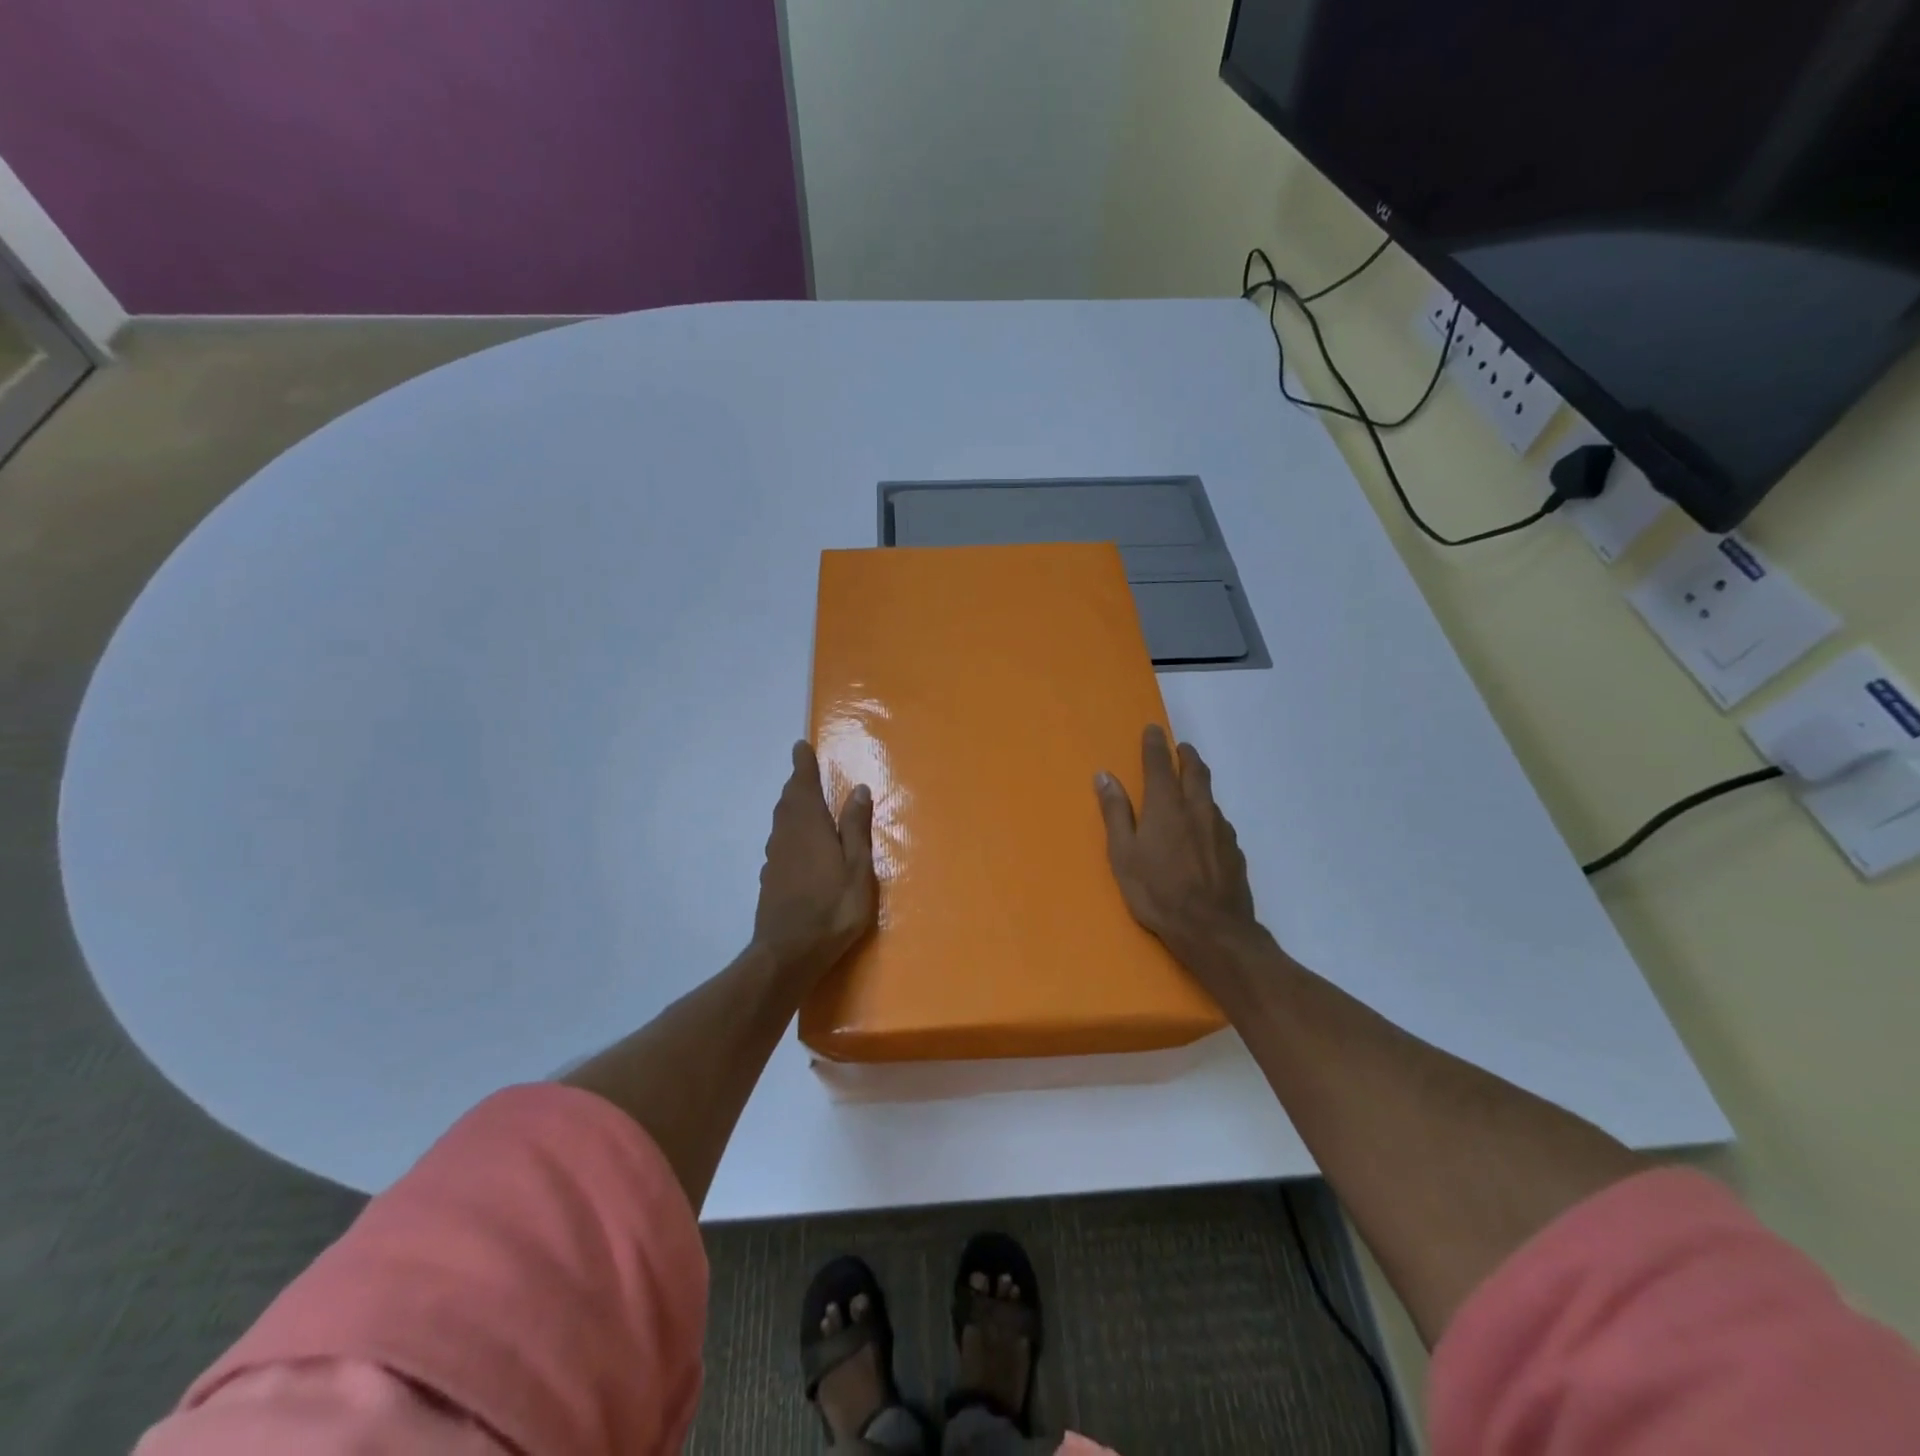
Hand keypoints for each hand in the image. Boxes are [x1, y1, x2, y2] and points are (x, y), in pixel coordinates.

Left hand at [753, 741, 877, 977]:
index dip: (803, 764)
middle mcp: (786, 834)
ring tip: (804, 801)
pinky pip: (780, 841)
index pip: (803, 784)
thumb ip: (855, 827)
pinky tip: (799, 843)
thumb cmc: (832, 907)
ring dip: (792, 806)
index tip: (801, 746)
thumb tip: (858, 789)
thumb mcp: (856, 866)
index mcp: (809, 825)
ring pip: (782, 821)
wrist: (788, 952)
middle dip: (798, 783)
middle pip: (789, 800)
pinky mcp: (771, 878)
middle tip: (806, 771)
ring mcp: (775, 857)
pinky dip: (789, 830)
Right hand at [1096, 726, 1260, 965]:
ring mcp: (1220, 830)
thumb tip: (1104, 776)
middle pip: (1195, 772)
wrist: (1212, 930)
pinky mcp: (1235, 851)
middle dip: (1186, 755)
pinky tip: (1205, 830)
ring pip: (1210, 797)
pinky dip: (1209, 815)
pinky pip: (1219, 823)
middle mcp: (1197, 809)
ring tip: (1191, 786)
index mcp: (1166, 806)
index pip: (1159, 764)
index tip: (1153, 729)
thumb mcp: (1123, 855)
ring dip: (1199, 784)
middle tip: (1180, 747)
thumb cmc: (1157, 892)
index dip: (1155, 744)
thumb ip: (1116, 813)